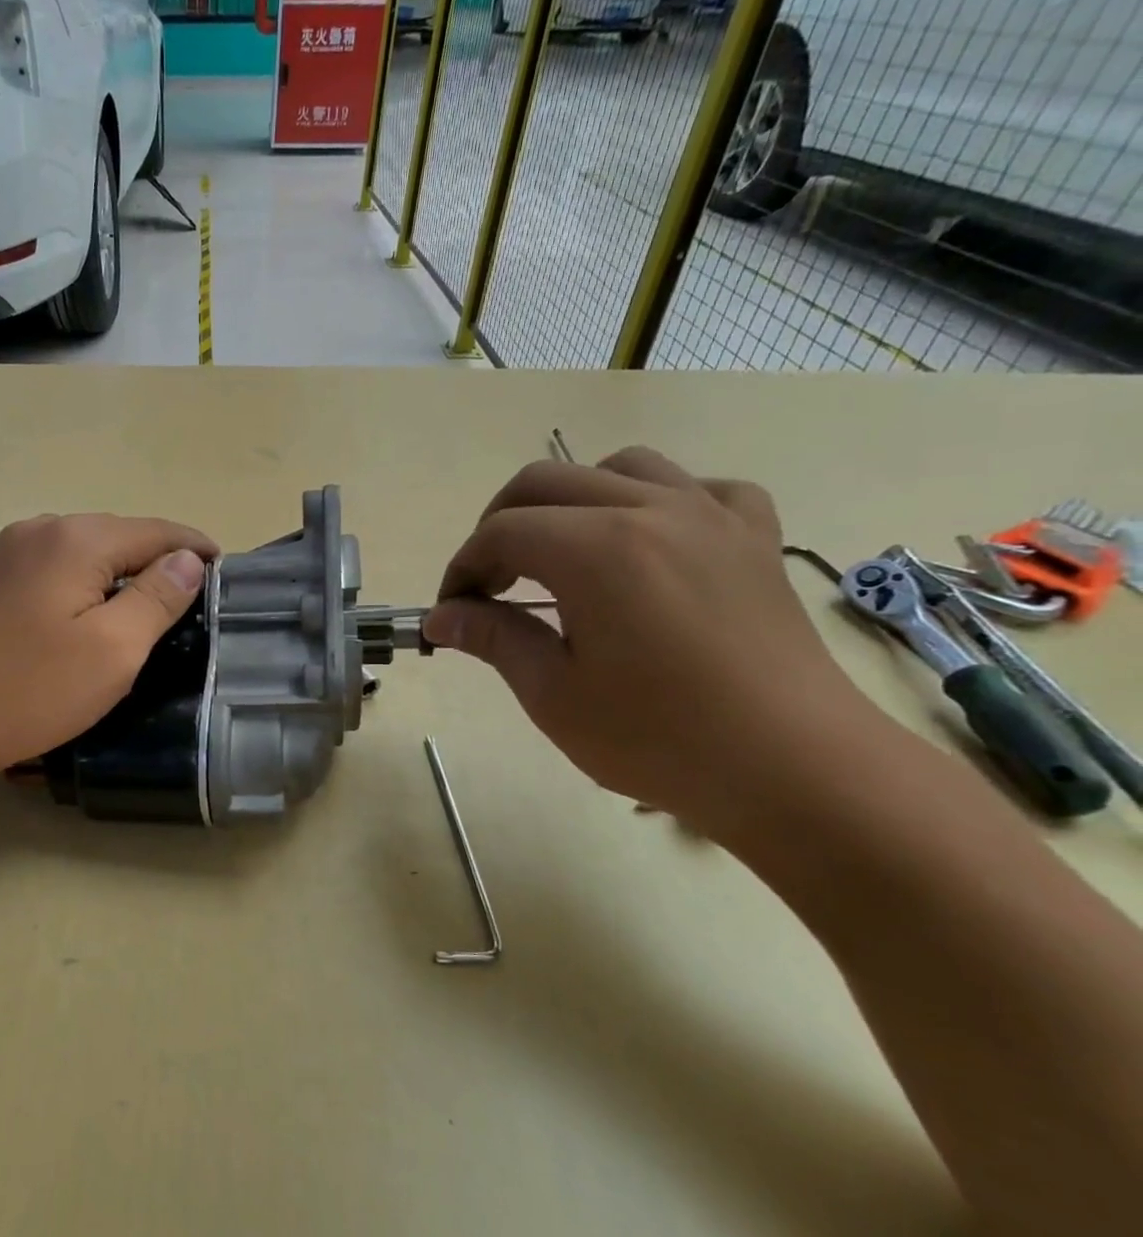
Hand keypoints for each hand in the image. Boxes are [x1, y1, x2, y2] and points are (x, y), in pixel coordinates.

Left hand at [0, 513, 217, 788]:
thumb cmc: (31, 690)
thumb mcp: (114, 650)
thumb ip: (157, 597)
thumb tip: (187, 559)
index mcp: (75, 540)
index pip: (154, 530)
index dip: (193, 546)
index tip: (220, 567)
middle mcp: (33, 531)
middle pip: (111, 534)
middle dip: (150, 557)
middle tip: (179, 593)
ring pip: (70, 551)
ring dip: (106, 570)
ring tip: (127, 603)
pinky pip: (37, 570)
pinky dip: (66, 583)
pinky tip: (64, 614)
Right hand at [423, 447, 879, 833]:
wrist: (796, 770)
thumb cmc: (660, 739)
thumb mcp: (554, 695)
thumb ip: (494, 638)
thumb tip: (441, 617)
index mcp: (596, 550)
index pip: (501, 532)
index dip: (463, 568)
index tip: (453, 612)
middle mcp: (652, 510)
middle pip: (546, 481)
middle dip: (499, 525)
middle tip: (490, 583)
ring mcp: (712, 516)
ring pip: (620, 466)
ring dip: (572, 500)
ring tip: (562, 552)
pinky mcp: (755, 537)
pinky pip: (700, 487)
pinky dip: (658, 502)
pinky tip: (651, 543)